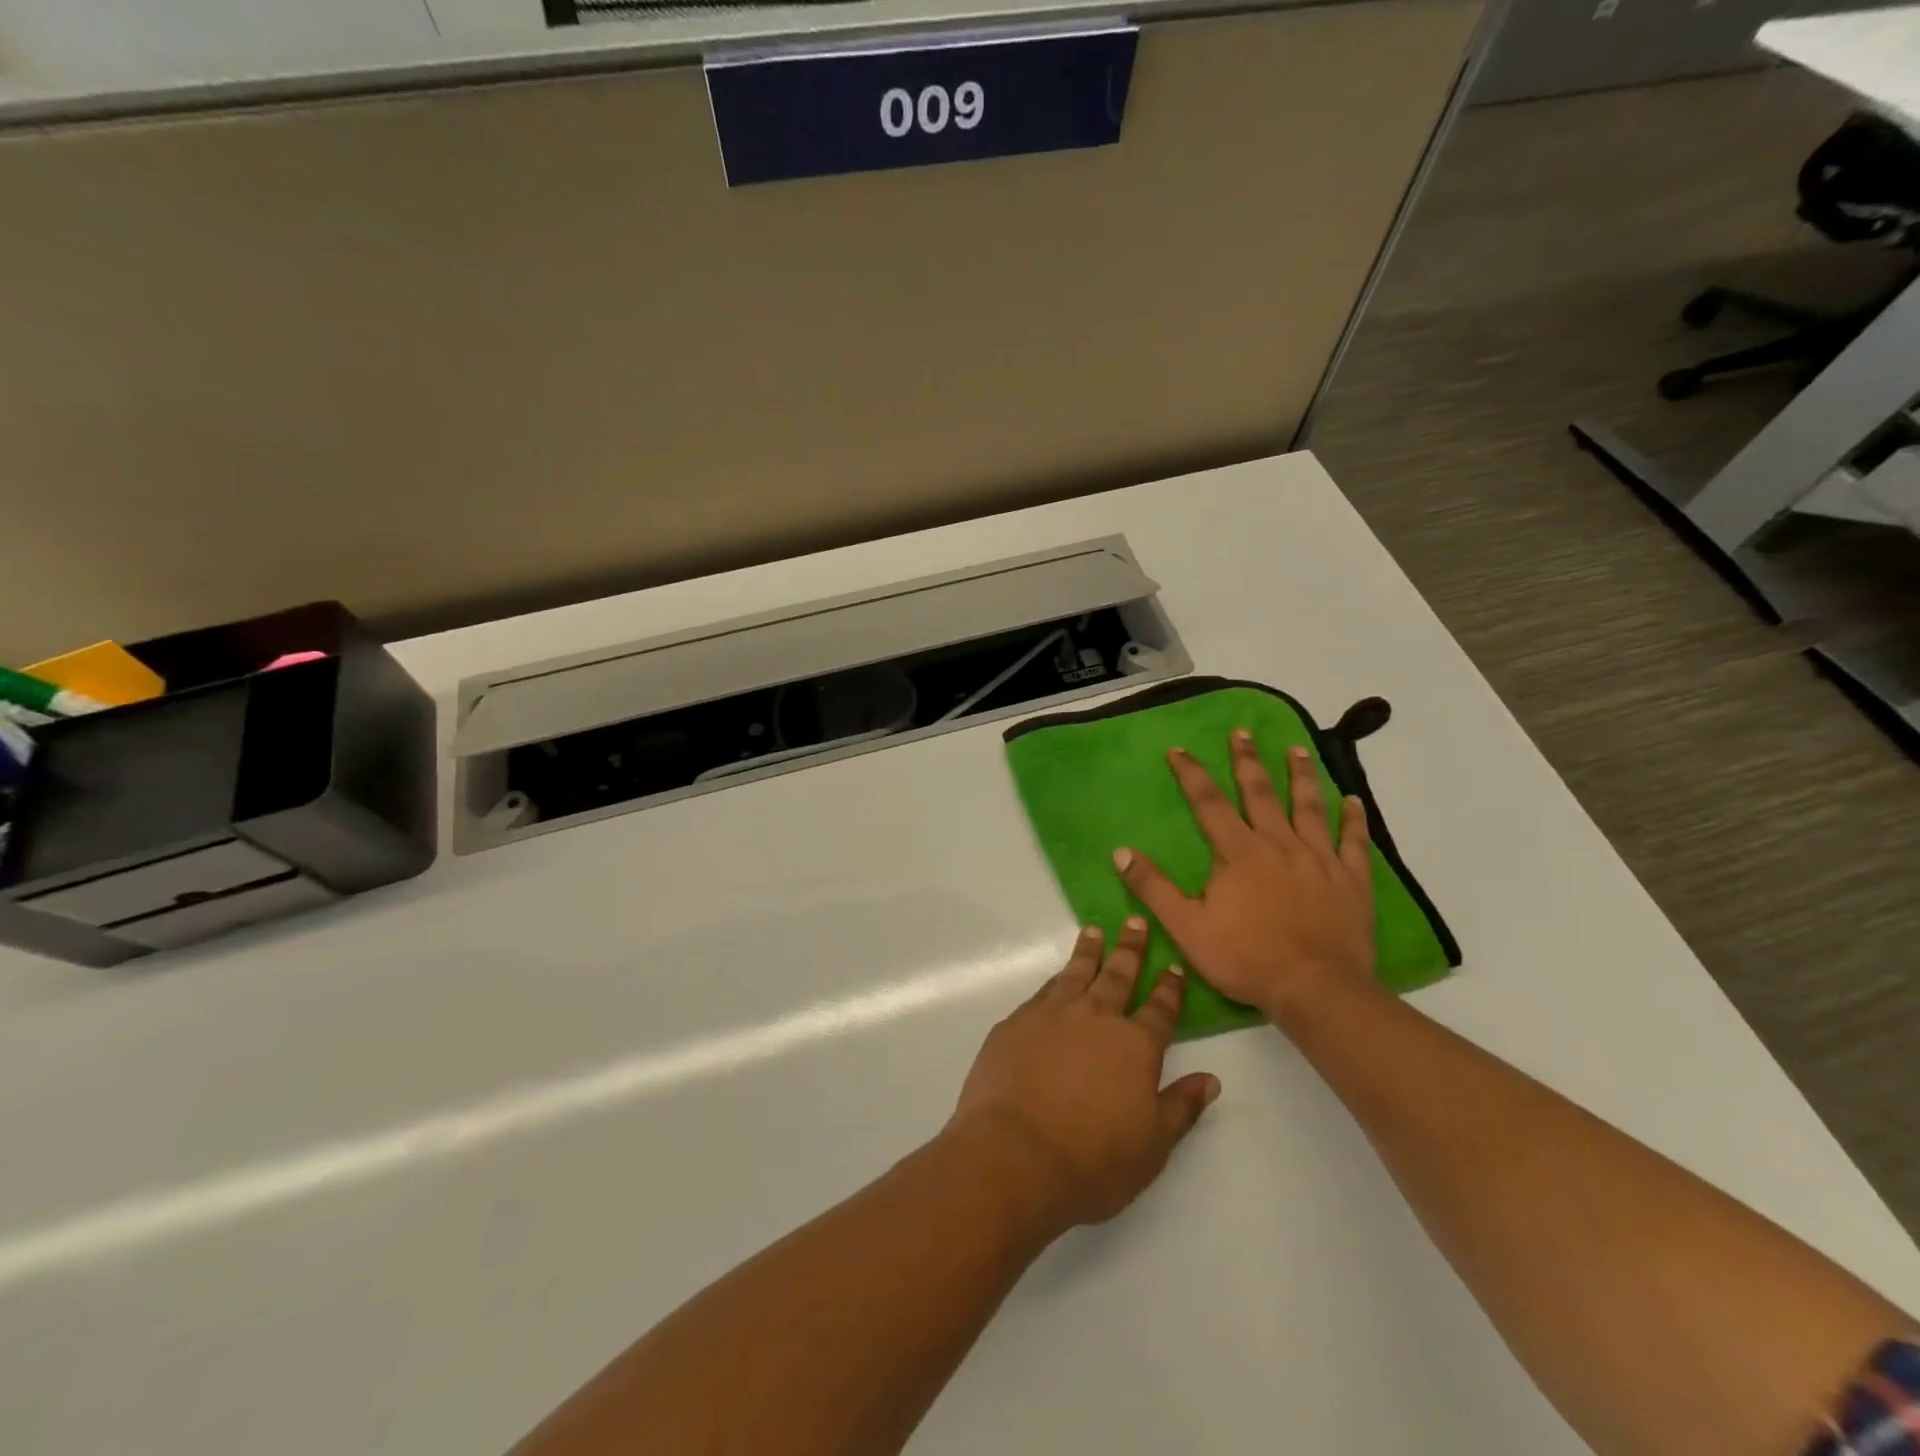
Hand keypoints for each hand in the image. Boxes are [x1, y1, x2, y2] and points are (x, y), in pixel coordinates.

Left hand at [948, 918, 1219, 1233]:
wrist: (1015, 1154)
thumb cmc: (1092, 1160)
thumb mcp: (1152, 1146)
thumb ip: (1181, 1107)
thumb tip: (1211, 1079)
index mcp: (1134, 1046)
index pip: (1159, 1009)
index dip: (1169, 988)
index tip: (1173, 965)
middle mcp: (1095, 1018)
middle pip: (1118, 975)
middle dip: (1130, 949)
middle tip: (1135, 921)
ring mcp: (1052, 1015)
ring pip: (1076, 973)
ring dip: (1089, 951)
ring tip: (1094, 931)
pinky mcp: (1016, 1022)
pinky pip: (1043, 992)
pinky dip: (1056, 979)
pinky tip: (1057, 977)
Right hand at [1111, 729, 1377, 1027]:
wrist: (1316, 989)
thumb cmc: (1246, 958)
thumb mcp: (1186, 927)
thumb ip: (1153, 888)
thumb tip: (1121, 852)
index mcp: (1238, 852)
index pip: (1208, 802)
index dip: (1191, 773)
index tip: (1179, 749)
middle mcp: (1279, 843)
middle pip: (1261, 792)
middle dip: (1247, 760)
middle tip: (1242, 732)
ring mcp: (1319, 859)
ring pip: (1309, 807)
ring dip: (1301, 776)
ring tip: (1296, 749)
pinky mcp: (1351, 880)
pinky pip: (1353, 842)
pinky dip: (1353, 819)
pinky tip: (1353, 800)